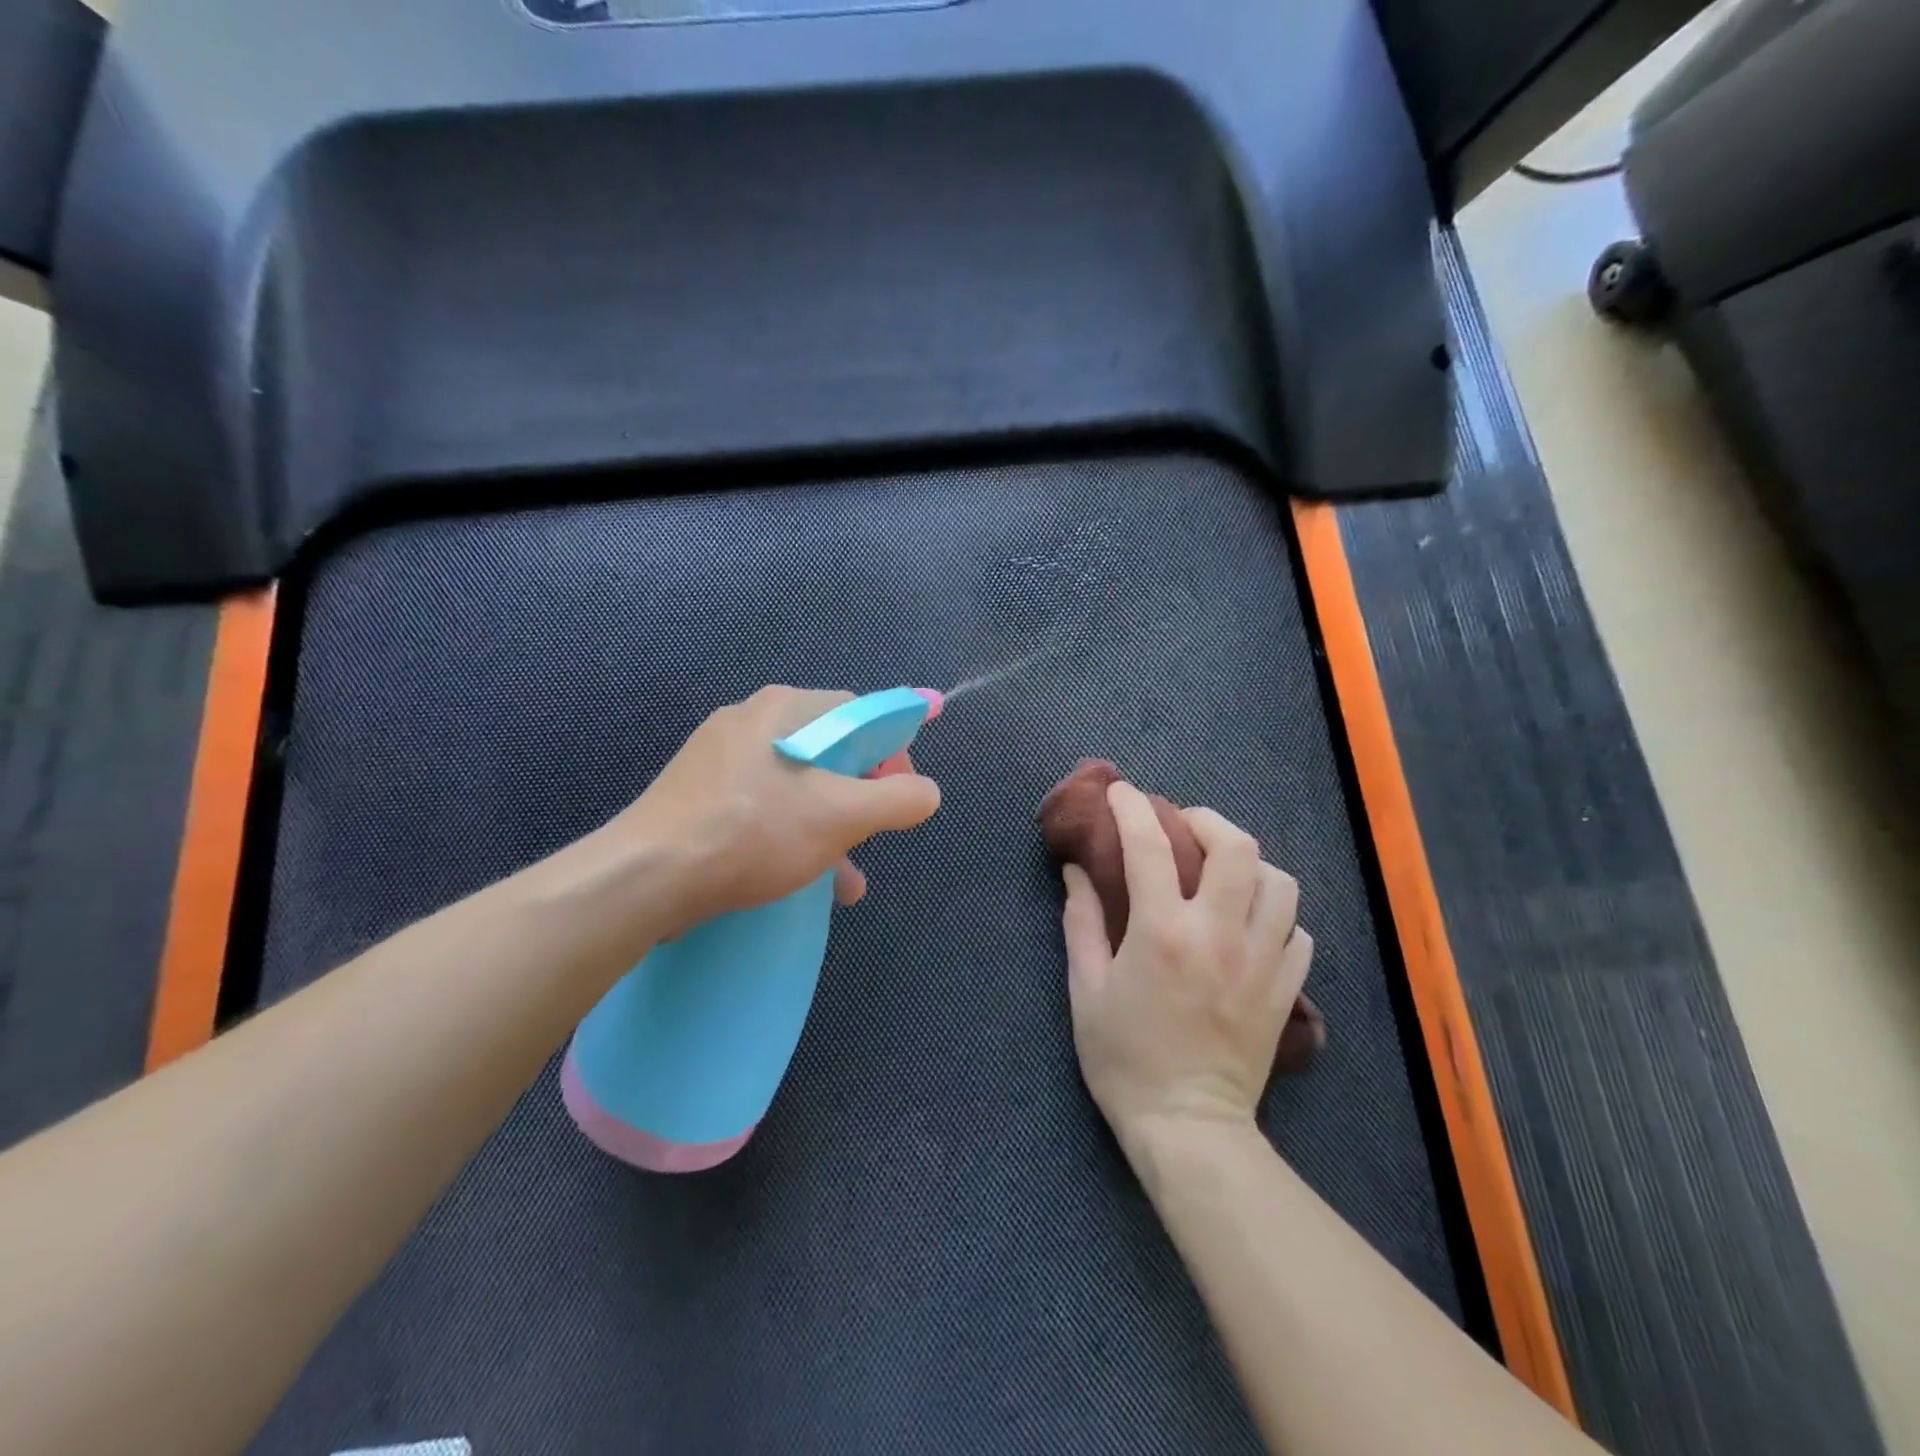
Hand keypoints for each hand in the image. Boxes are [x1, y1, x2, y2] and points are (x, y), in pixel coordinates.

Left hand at [609, 687, 940, 938]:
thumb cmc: (753, 832)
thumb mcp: (842, 816)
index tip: (901, 796)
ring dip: (828, 828)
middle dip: (859, 798)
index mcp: (785, 708)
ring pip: (796, 786)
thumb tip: (928, 793)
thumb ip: (898, 800)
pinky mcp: (697, 796)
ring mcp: (718, 759)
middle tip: (870, 836)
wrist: (645, 877)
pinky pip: (761, 807)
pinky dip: (790, 836)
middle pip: (829, 751)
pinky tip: (801, 881)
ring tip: (846, 881)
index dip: (893, 753)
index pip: (860, 714)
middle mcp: (750, 721)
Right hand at [1061, 781, 1312, 1149]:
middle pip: (1236, 847)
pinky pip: (1298, 931)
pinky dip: (1277, 915)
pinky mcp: (1287, 990)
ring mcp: (1261, 961)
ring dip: (1250, 864)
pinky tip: (1254, 923)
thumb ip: (1082, 922)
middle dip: (1208, 820)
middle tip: (1185, 825)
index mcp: (1162, 932)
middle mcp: (1219, 934)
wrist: (1188, 1128)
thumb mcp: (1087, 989)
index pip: (1149, 846)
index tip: (1121, 792)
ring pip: (1280, 882)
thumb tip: (1076, 872)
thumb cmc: (1124, 1059)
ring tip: (1225, 871)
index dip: (1132, 808)